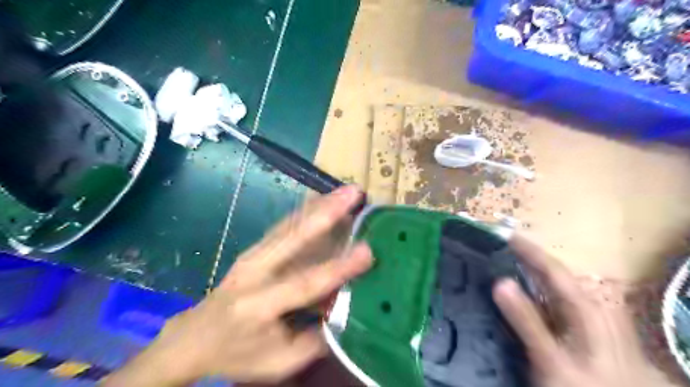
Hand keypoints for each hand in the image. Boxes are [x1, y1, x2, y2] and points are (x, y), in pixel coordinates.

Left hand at [102, 186, 372, 384]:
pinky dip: (306, 210)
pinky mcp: (254, 248)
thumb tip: (348, 311)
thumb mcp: (279, 362)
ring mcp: (252, 255)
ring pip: (290, 224)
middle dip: (327, 212)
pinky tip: (323, 199)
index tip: (368, 250)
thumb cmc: (238, 353)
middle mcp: (254, 272)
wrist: (195, 337)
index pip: (305, 283)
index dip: (338, 268)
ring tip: (345, 191)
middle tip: (354, 193)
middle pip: (293, 237)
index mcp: (259, 305)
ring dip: (319, 205)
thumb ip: (316, 339)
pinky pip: (284, 225)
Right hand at [494, 236, 677, 386]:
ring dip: (524, 273)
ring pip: (549, 287)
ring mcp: (582, 319)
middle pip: (551, 274)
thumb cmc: (583, 386)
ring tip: (497, 265)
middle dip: (522, 258)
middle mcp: (586, 306)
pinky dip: (528, 293)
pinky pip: (548, 302)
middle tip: (493, 249)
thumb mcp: (550, 356)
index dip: (526, 249)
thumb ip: (526, 320)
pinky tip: (512, 296)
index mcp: (586, 307)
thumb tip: (500, 281)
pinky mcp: (575, 331)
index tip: (500, 233)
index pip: (552, 268)